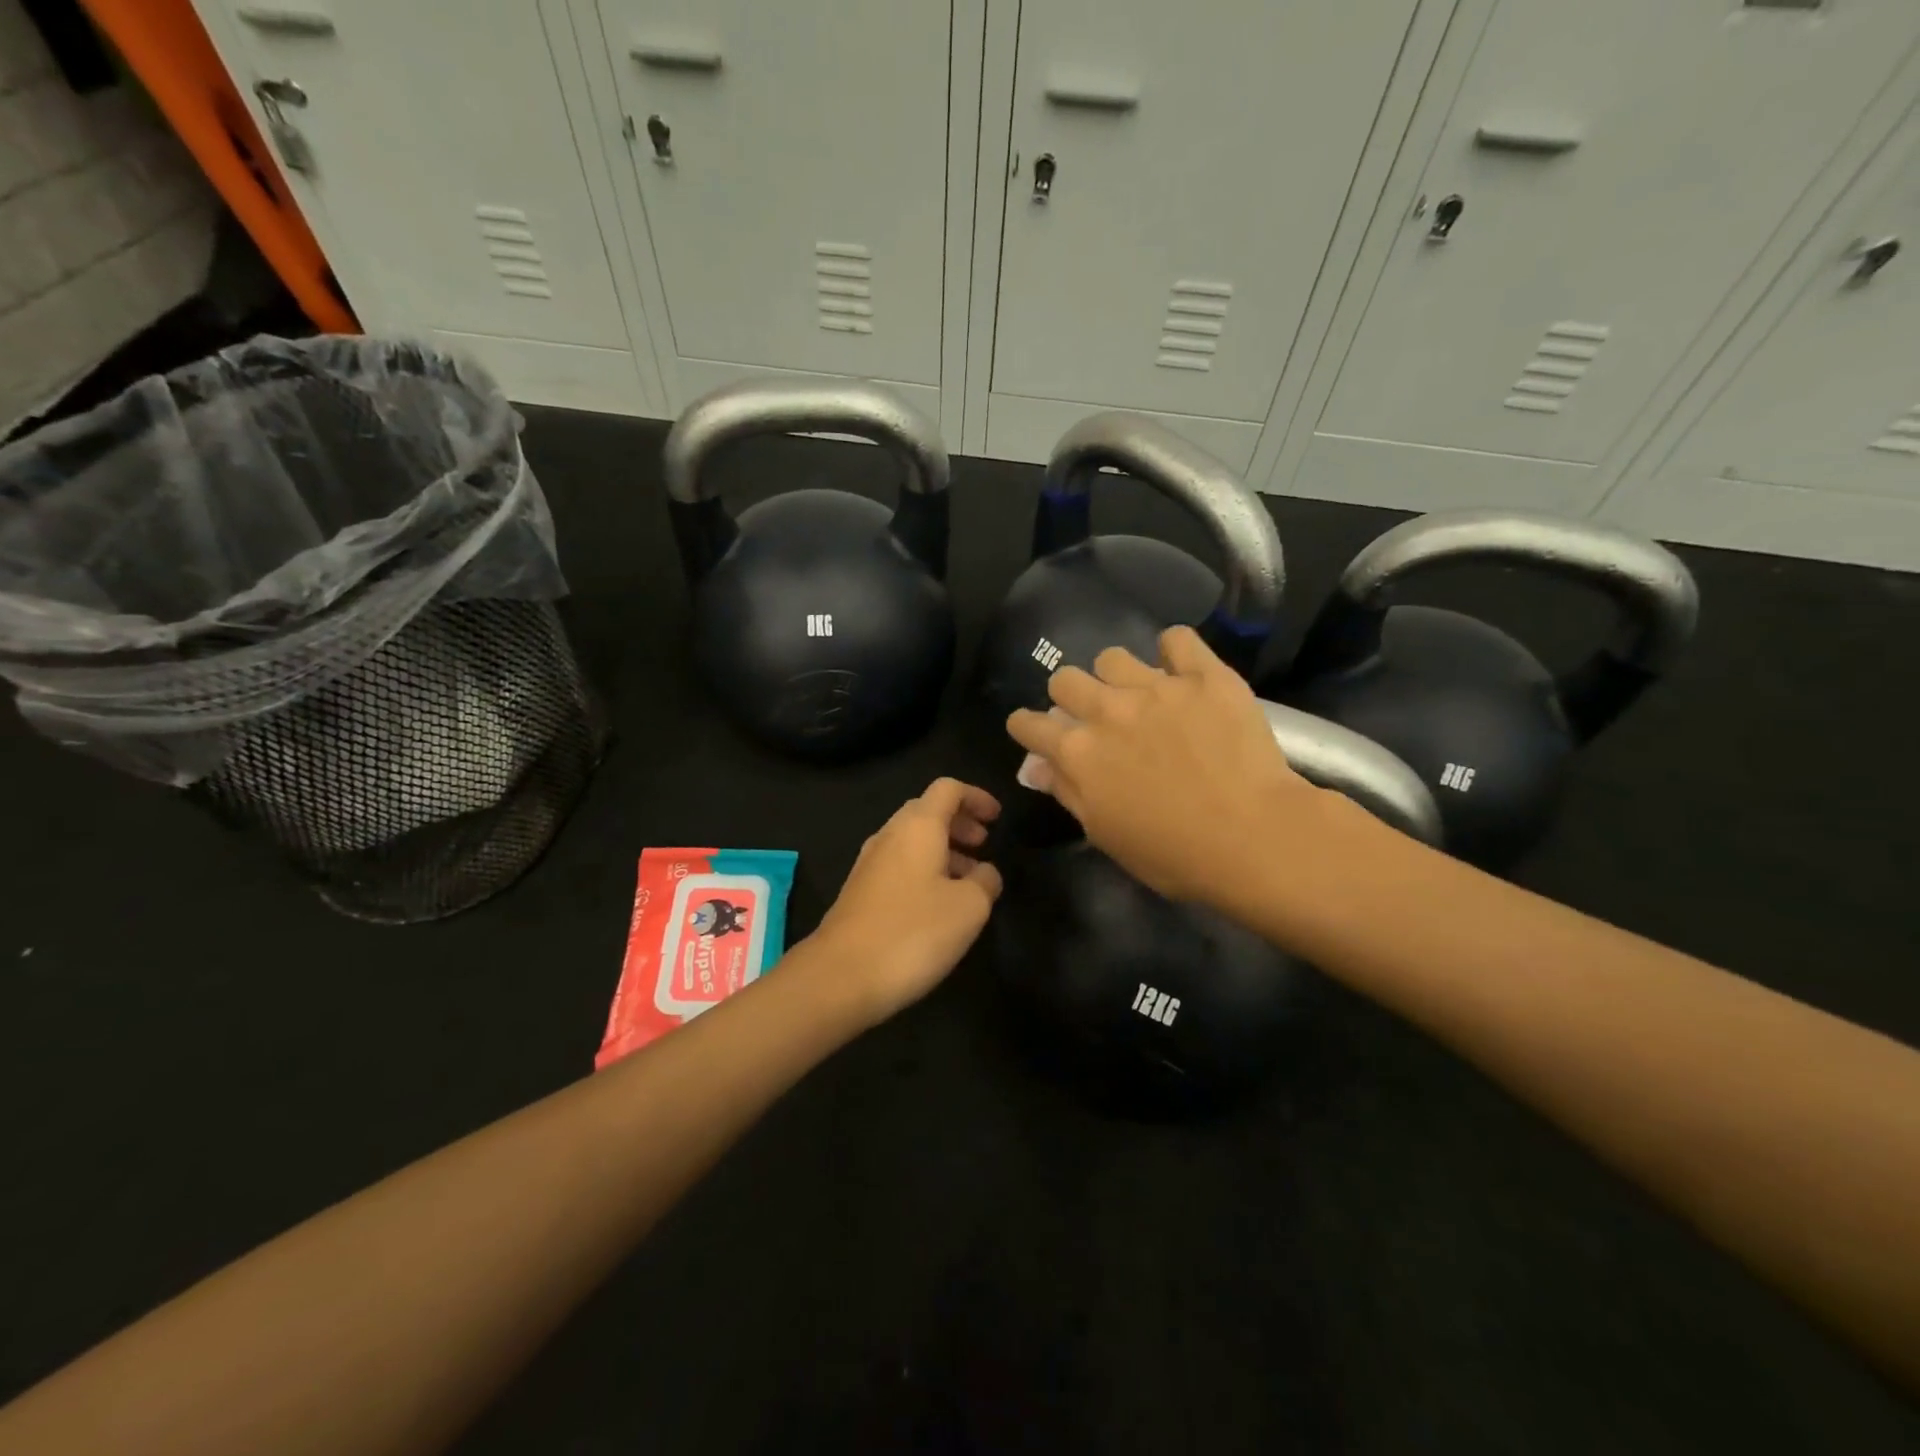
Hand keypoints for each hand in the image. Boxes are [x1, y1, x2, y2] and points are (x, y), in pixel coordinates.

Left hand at [810, 778, 1003, 1024]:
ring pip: (912, 840)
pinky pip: (899, 865)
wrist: (841, 976)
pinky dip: (925, 869)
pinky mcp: (859, 892)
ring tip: (969, 878)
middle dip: (960, 823)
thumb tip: (985, 872)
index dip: (976, 797)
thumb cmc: (913, 932)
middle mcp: (890, 835)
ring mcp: (869, 863)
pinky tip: (938, 904)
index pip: (948, 789)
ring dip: (944, 849)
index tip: (998, 818)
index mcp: (917, 827)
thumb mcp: (969, 907)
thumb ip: (985, 881)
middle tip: (985, 845)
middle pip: (927, 811)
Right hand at [1007, 627, 1327, 904]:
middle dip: (1069, 695)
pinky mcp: (1204, 676)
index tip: (1036, 732)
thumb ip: (1066, 792)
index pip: (1029, 723)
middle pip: (1064, 679)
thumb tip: (1036, 767)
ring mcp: (1156, 687)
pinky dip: (1174, 652)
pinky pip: (1177, 639)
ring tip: (1140, 694)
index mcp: (1078, 753)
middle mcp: (1107, 711)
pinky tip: (1182, 671)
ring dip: (1117, 676)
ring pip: (1112, 656)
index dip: (1027, 727)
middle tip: (1094, 716)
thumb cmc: (1174, 853)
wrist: (1253, 837)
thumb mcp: (1106, 834)